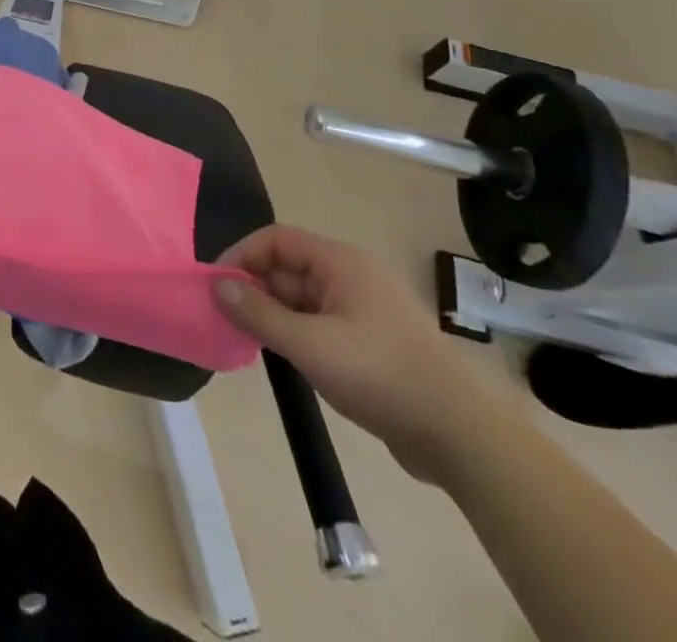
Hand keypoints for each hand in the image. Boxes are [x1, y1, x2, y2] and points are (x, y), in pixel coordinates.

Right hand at [215, 226, 506, 484]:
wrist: (460, 435)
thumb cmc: (381, 374)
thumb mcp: (310, 345)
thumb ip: (259, 314)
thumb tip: (217, 285)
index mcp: (339, 263)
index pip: (276, 240)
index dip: (242, 255)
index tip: (216, 285)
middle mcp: (349, 277)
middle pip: (287, 268)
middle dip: (254, 288)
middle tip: (224, 318)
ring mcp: (361, 311)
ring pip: (301, 299)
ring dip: (272, 314)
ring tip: (244, 339)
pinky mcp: (368, 343)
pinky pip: (318, 325)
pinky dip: (294, 334)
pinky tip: (280, 357)